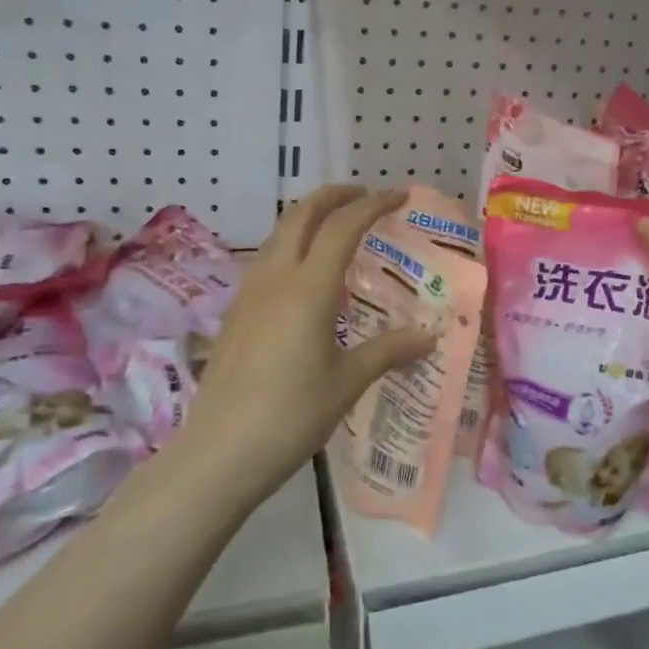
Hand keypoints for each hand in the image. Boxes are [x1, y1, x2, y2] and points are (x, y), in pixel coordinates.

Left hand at [181, 186, 435, 504]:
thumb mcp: (347, 382)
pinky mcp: (235, 313)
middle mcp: (275, 278)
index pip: (343, 226)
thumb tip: (430, 337)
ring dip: (310, 217)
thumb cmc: (291, 415)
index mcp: (308, 288)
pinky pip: (268, 259)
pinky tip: (306, 275)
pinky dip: (294, 245)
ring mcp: (249, 293)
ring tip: (337, 227)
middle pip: (302, 214)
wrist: (219, 453)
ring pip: (280, 234)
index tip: (399, 196)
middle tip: (365, 196)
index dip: (373, 204)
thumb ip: (389, 351)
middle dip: (335, 196)